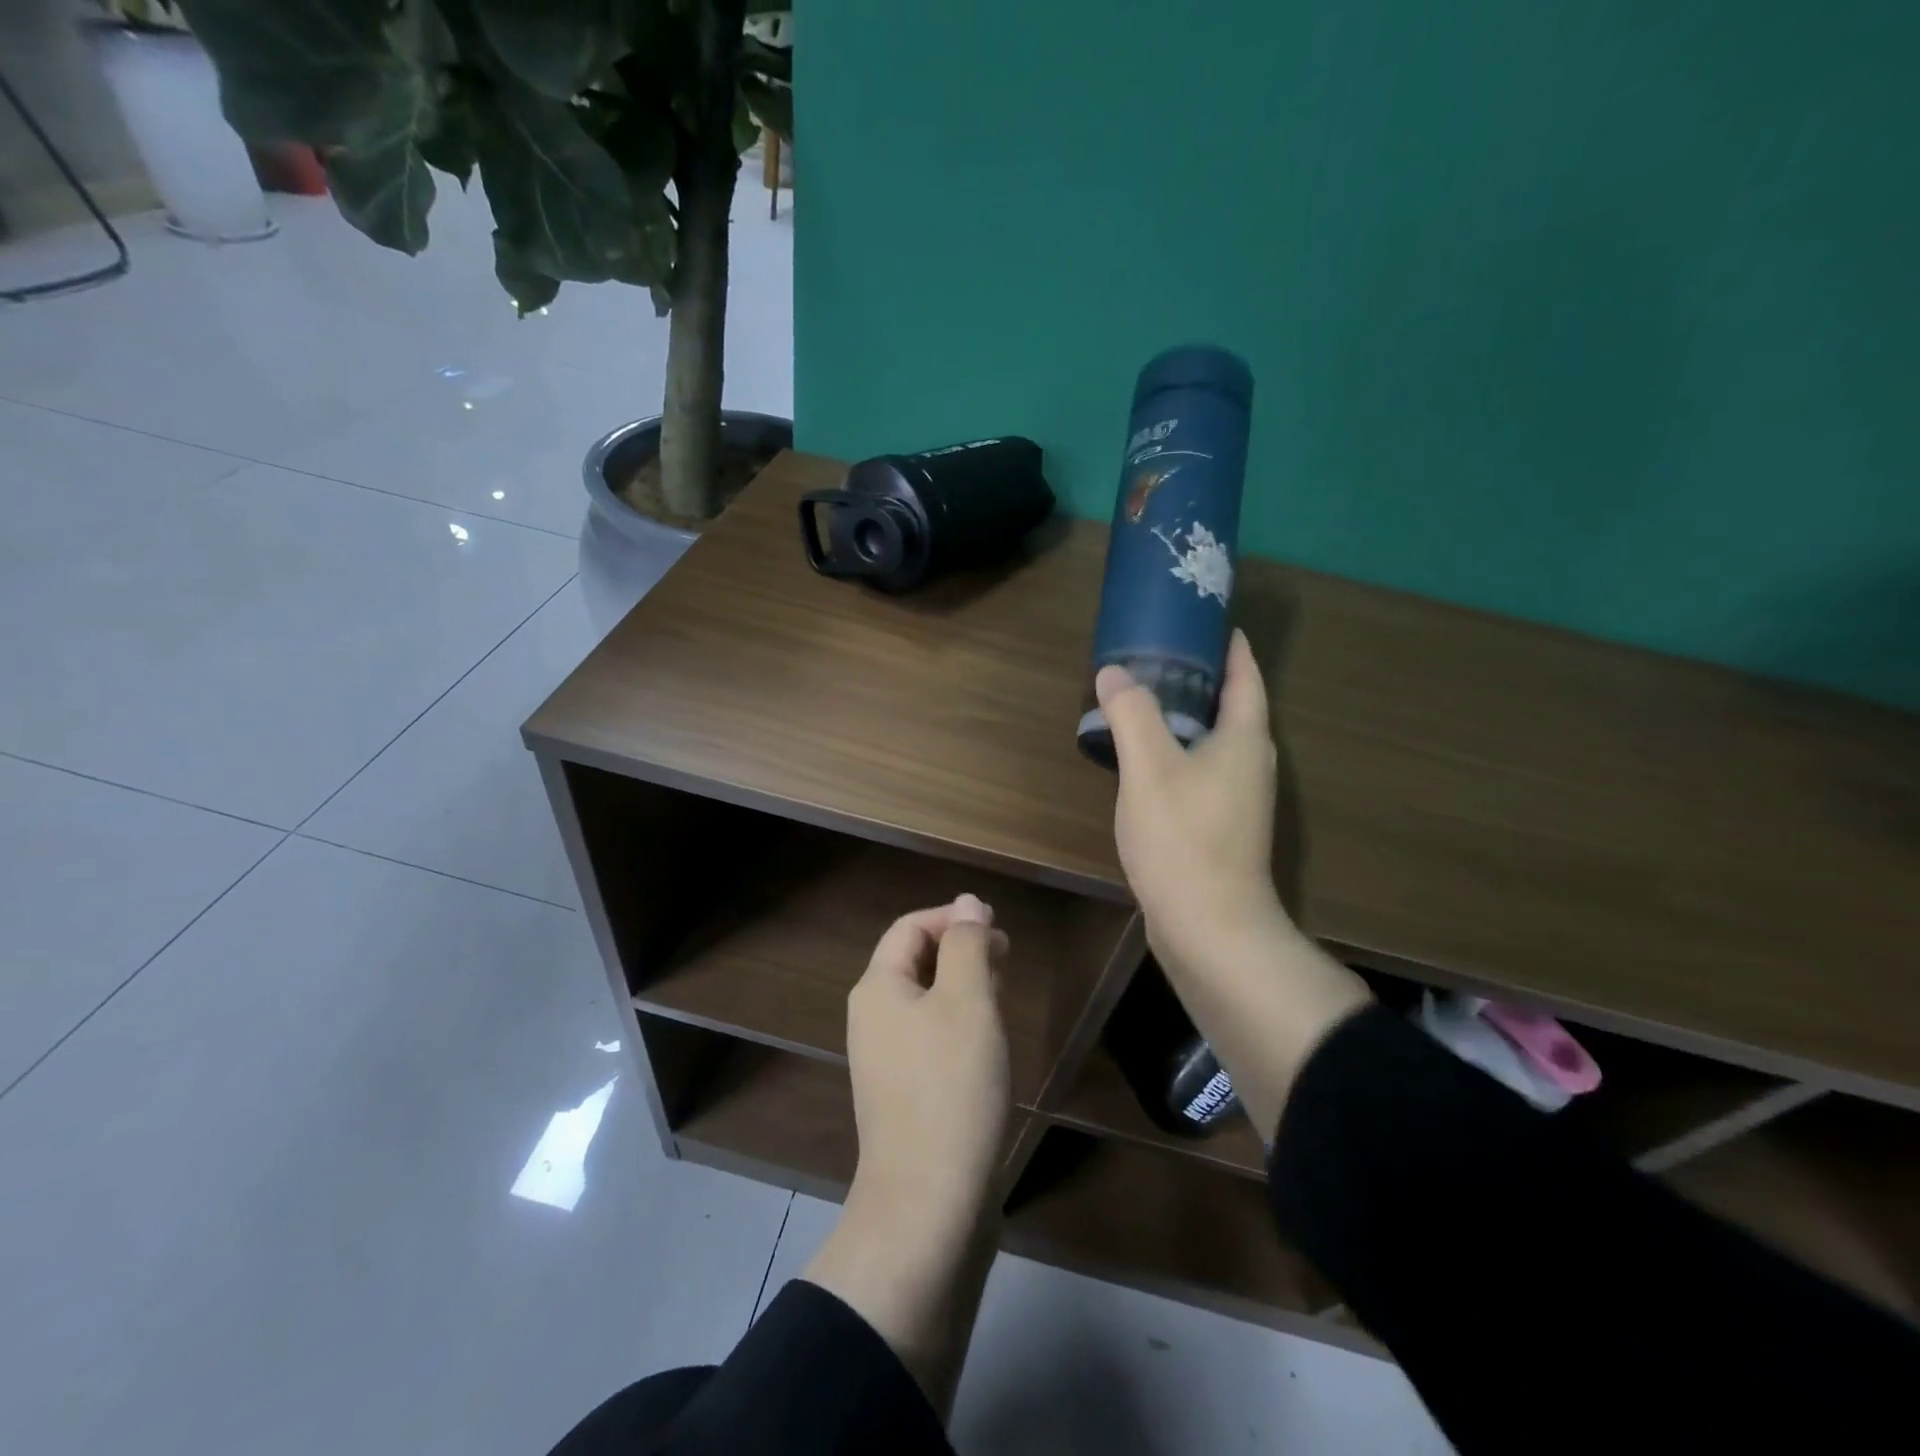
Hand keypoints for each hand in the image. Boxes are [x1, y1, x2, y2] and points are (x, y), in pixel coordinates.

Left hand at [802, 895, 1010, 1414]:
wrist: (928, 1204)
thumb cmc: (951, 1088)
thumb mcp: (967, 1001)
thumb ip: (967, 945)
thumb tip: (969, 903)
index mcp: (878, 988)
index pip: (910, 927)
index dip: (952, 917)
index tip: (997, 925)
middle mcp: (873, 1019)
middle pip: (914, 962)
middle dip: (959, 948)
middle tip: (1005, 953)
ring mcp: (886, 1061)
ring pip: (925, 1001)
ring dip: (962, 984)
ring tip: (1002, 986)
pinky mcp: (904, 1095)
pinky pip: (930, 1037)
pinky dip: (959, 1022)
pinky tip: (988, 1038)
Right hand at [1096, 629, 1287, 973]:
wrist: (1209, 927)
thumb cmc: (1183, 838)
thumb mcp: (1149, 767)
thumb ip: (1131, 714)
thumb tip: (1114, 673)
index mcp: (1244, 739)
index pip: (1245, 675)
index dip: (1230, 644)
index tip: (1206, 619)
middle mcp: (1251, 763)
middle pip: (1232, 706)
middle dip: (1201, 677)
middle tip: (1157, 654)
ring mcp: (1239, 799)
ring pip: (1214, 741)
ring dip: (1186, 717)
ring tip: (1144, 700)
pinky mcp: (1222, 826)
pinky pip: (1202, 770)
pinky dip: (1178, 752)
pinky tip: (1145, 759)